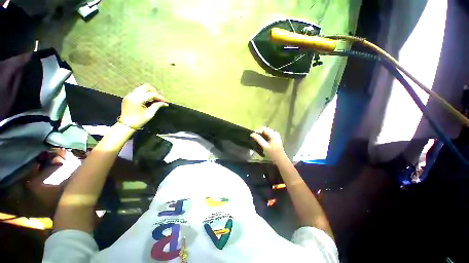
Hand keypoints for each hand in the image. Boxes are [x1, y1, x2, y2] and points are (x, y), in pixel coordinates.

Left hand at [118, 84, 167, 128]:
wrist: (126, 125)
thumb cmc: (138, 120)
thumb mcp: (149, 114)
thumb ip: (157, 106)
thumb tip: (164, 103)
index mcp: (137, 99)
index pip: (152, 94)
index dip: (160, 97)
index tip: (166, 102)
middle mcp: (133, 95)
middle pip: (146, 87)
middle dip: (155, 92)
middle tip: (160, 99)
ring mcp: (130, 95)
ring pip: (142, 88)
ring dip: (150, 92)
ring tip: (155, 99)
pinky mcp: (129, 97)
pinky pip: (139, 91)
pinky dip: (145, 94)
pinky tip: (149, 100)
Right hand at [250, 127, 287, 162]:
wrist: (280, 159)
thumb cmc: (273, 153)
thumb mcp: (265, 146)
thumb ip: (258, 139)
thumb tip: (251, 134)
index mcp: (273, 134)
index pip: (263, 129)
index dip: (257, 131)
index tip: (251, 135)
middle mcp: (275, 133)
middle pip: (264, 129)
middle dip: (258, 132)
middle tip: (252, 137)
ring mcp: (275, 135)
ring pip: (265, 132)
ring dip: (260, 134)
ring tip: (255, 138)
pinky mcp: (274, 138)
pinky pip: (267, 135)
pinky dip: (262, 136)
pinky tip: (259, 140)